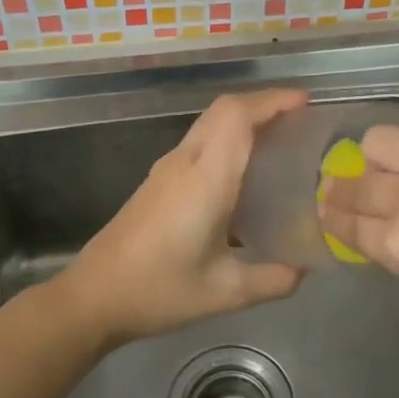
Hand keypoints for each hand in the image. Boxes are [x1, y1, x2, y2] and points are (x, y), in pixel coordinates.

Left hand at [62, 89, 308, 344]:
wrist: (93, 297)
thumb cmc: (158, 291)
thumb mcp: (225, 293)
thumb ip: (273, 280)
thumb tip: (305, 268)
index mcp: (205, 180)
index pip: (237, 117)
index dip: (272, 101)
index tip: (305, 104)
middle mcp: (184, 163)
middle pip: (224, 110)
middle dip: (263, 104)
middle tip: (300, 121)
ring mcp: (166, 169)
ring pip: (209, 124)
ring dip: (244, 120)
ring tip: (280, 142)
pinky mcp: (157, 181)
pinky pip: (199, 142)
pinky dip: (228, 139)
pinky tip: (244, 174)